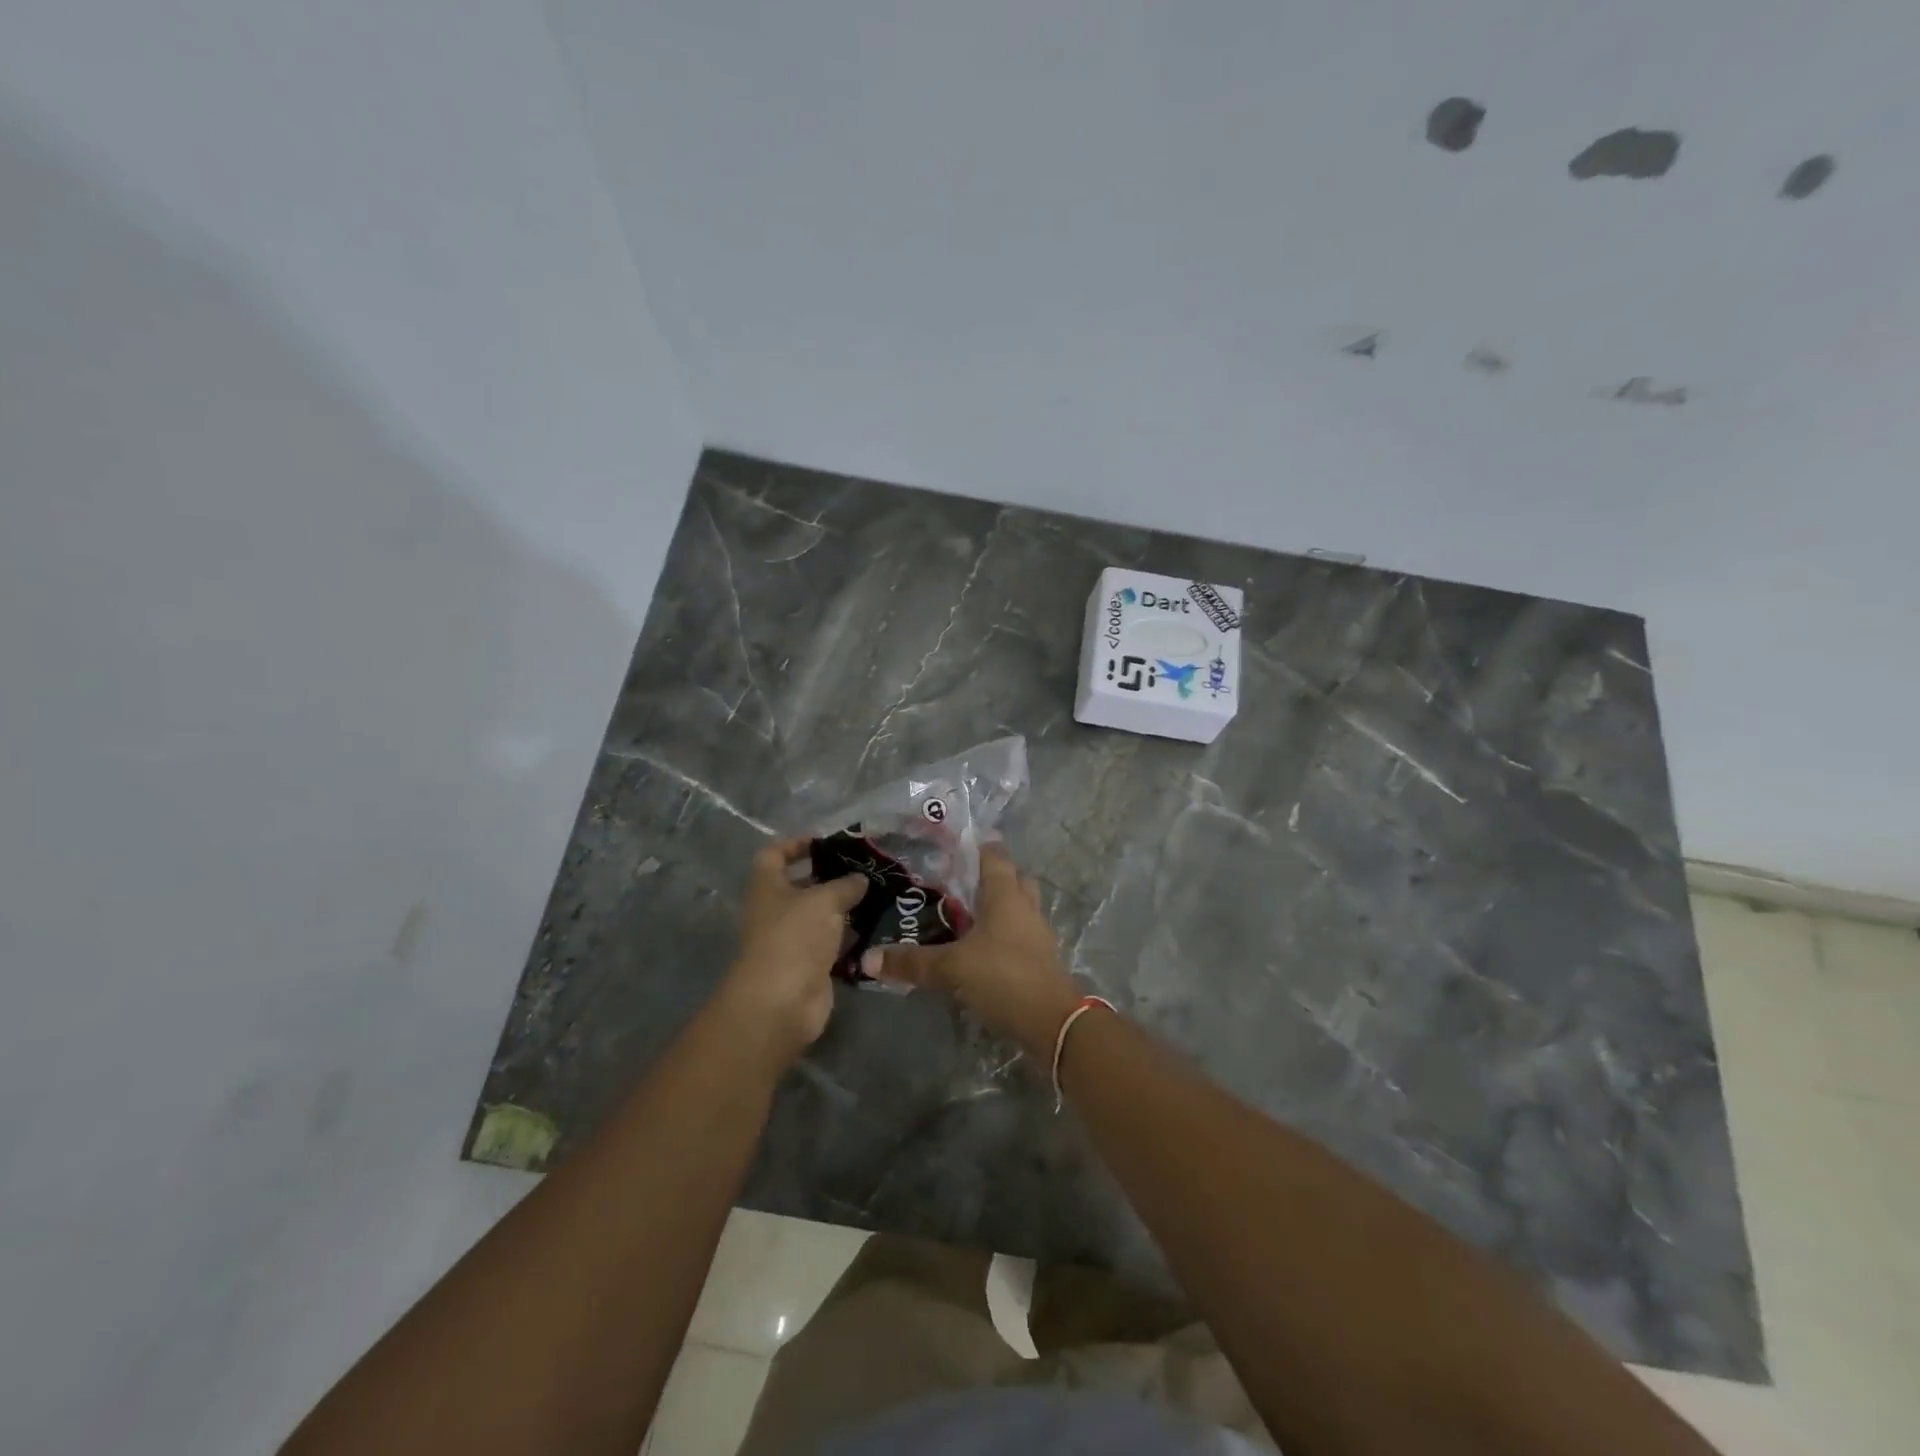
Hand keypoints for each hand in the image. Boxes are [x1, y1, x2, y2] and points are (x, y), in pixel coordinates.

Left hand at [723, 837, 865, 1062]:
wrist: (782, 1001)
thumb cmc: (794, 937)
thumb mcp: (824, 900)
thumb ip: (845, 885)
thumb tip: (859, 879)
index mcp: (767, 887)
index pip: (774, 854)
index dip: (797, 843)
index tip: (826, 841)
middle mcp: (775, 911)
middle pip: (801, 885)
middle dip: (831, 876)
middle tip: (865, 868)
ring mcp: (791, 940)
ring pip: (820, 916)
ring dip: (845, 907)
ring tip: (879, 893)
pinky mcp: (809, 965)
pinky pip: (832, 943)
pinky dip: (851, 936)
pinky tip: (877, 925)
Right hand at [874, 845, 1083, 1055]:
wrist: (1052, 1022)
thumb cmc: (1003, 977)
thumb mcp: (951, 969)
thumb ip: (911, 962)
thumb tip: (867, 959)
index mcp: (1005, 895)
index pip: (994, 856)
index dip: (977, 846)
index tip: (954, 843)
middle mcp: (1025, 907)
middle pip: (1013, 878)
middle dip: (991, 875)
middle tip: (960, 880)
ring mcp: (1036, 933)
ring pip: (1019, 906)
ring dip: (998, 906)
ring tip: (967, 913)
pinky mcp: (1040, 958)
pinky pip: (1020, 933)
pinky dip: (1003, 933)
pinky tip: (982, 948)